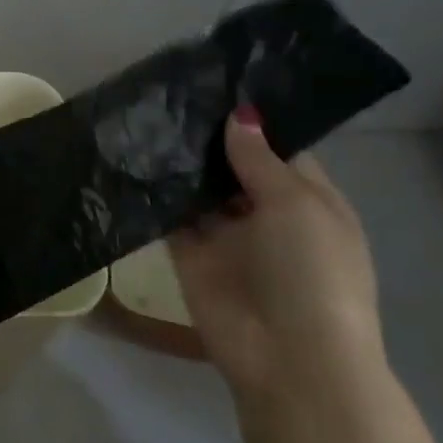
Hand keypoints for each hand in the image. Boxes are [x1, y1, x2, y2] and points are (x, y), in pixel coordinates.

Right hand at [168, 107, 383, 403]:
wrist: (288, 356)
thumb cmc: (311, 272)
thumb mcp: (296, 204)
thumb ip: (259, 158)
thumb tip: (239, 114)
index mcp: (309, 201)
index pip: (278, 150)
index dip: (251, 123)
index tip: (214, 86)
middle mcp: (266, 213)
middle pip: (233, 167)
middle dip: (207, 139)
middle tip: (168, 94)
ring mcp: (226, 236)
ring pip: (199, 191)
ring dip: (179, 164)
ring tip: (144, 118)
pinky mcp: (190, 256)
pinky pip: (170, 218)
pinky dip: (155, 196)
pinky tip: (131, 160)